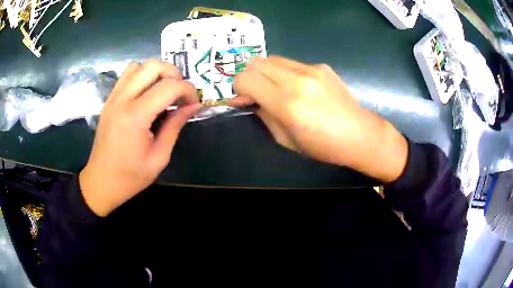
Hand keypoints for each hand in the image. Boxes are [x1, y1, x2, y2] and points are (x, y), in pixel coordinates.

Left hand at [79, 60, 200, 216]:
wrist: (101, 182)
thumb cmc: (131, 176)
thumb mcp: (159, 157)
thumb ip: (176, 126)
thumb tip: (193, 106)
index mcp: (136, 117)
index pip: (169, 86)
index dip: (188, 90)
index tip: (193, 103)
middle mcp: (123, 100)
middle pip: (153, 66)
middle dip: (173, 73)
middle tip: (179, 93)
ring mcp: (113, 98)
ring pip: (138, 66)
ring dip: (155, 73)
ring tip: (162, 91)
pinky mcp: (109, 100)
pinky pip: (127, 76)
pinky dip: (141, 77)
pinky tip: (146, 95)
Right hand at [231, 56, 407, 182]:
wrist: (359, 134)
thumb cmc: (323, 146)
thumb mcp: (286, 140)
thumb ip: (265, 115)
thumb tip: (251, 100)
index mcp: (287, 103)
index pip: (246, 79)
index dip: (238, 88)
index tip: (244, 99)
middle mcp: (297, 80)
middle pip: (256, 62)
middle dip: (249, 76)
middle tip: (256, 92)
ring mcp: (312, 69)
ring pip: (273, 59)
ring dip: (266, 72)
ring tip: (276, 88)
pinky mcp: (322, 66)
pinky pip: (292, 63)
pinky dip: (285, 73)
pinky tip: (299, 88)